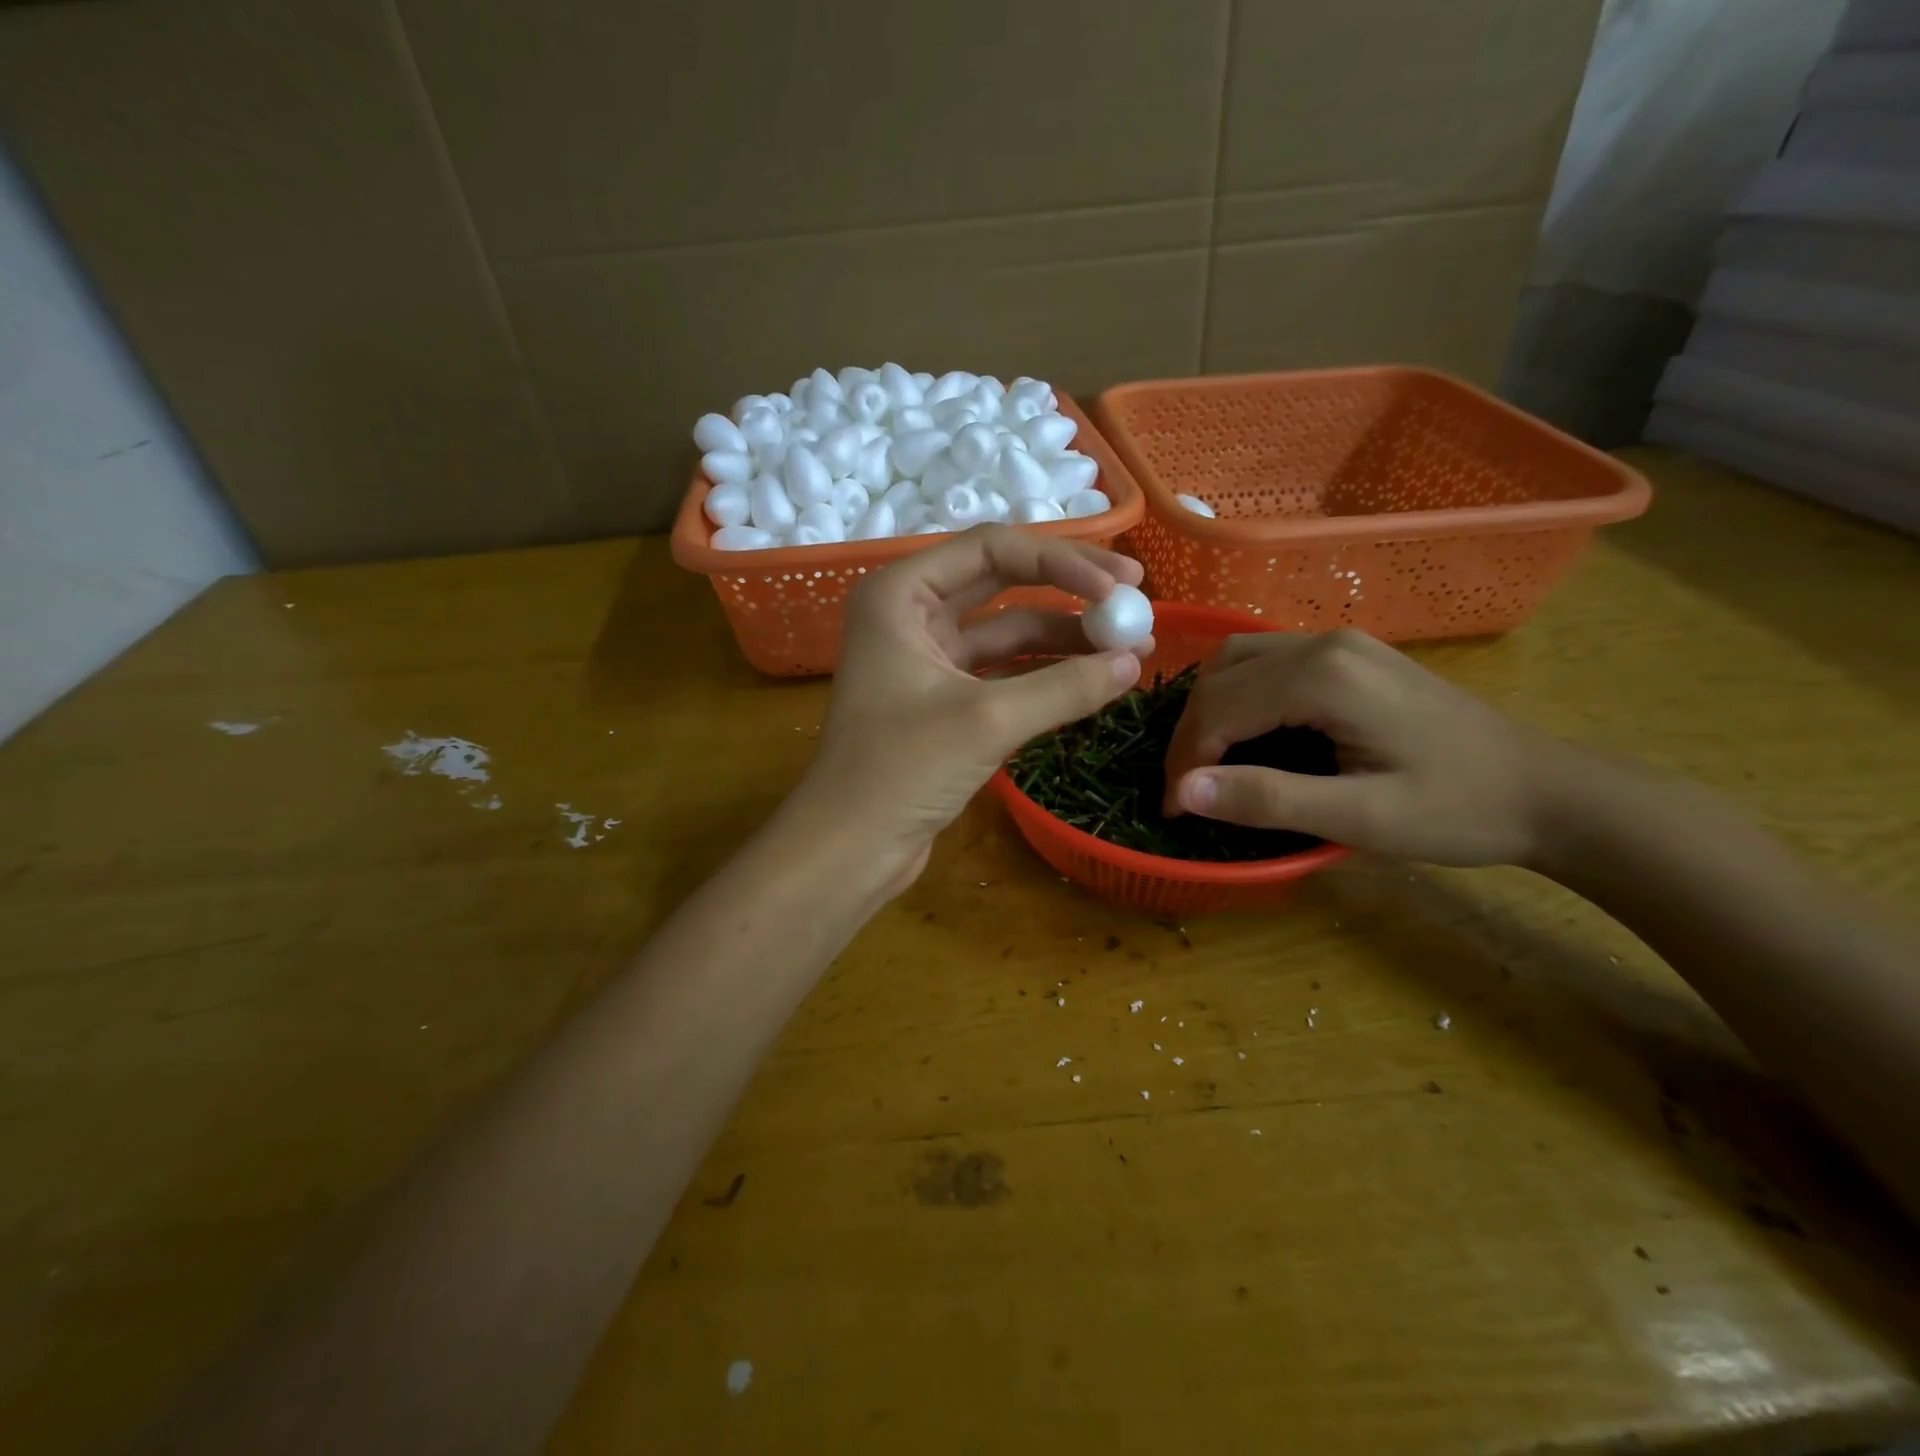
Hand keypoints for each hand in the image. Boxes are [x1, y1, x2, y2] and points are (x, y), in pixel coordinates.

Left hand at [796, 526, 1151, 889]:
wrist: (848, 848)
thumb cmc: (899, 771)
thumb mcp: (986, 721)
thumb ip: (1064, 687)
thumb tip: (1134, 663)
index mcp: (900, 594)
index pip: (991, 548)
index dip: (1062, 561)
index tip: (1121, 585)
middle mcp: (910, 614)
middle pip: (1001, 580)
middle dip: (1068, 587)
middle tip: (1133, 596)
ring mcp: (926, 658)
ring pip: (1006, 630)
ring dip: (1063, 635)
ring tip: (1129, 645)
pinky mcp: (942, 699)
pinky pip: (1002, 671)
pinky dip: (1045, 673)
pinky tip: (1092, 678)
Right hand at [1162, 628, 1572, 866]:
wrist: (1546, 790)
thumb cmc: (1457, 809)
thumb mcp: (1360, 817)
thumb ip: (1268, 799)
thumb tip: (1185, 790)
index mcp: (1325, 676)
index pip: (1220, 708)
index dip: (1185, 760)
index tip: (1173, 810)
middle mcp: (1324, 643)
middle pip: (1221, 677)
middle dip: (1191, 734)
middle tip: (1185, 789)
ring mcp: (1339, 642)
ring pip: (1237, 660)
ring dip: (1209, 709)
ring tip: (1205, 760)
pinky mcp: (1349, 654)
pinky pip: (1265, 662)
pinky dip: (1237, 696)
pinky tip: (1243, 732)